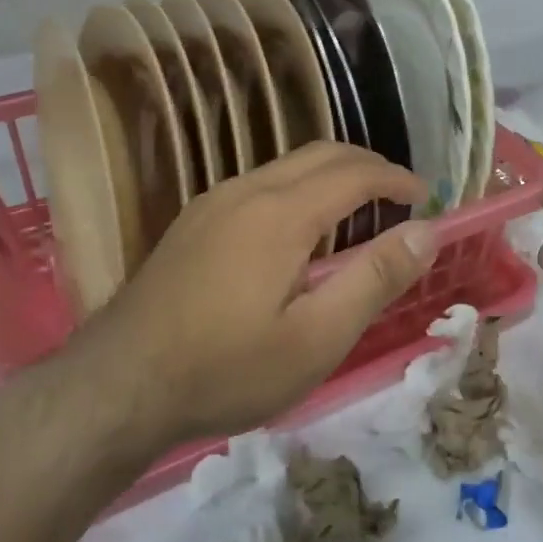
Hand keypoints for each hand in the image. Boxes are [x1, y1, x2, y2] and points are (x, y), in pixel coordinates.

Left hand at [67, 143, 435, 456]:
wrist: (116, 387)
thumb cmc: (227, 368)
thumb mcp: (316, 338)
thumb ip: (375, 279)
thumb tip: (426, 233)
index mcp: (281, 213)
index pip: (355, 174)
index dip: (397, 180)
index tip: (426, 198)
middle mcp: (247, 190)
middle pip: (322, 154)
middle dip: (369, 166)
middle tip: (401, 197)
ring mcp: (213, 202)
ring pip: (288, 166)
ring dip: (333, 175)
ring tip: (360, 210)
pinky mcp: (193, 221)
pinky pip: (262, 184)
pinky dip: (301, 189)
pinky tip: (301, 230)